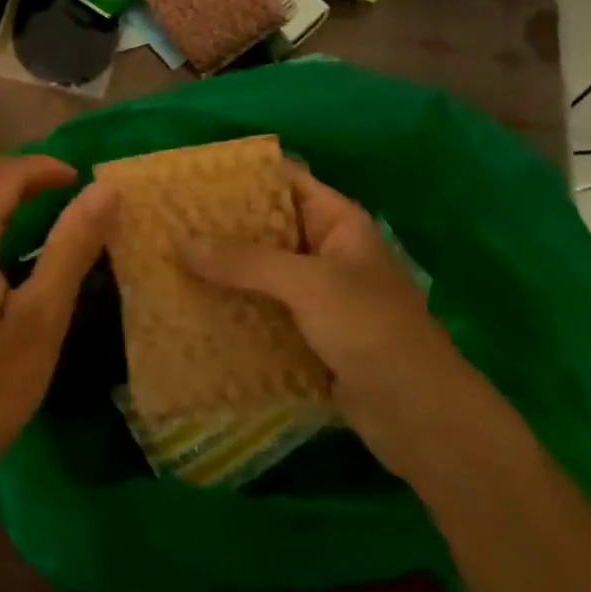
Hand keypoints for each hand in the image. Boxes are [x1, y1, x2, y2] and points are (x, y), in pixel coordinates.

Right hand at [179, 163, 473, 462]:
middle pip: (268, 226)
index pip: (286, 180)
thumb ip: (245, 261)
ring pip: (262, 271)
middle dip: (223, 226)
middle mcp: (327, 251)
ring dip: (224, 270)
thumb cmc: (371, 329)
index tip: (194, 177)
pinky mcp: (309, 334)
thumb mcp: (307, 284)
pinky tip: (194, 306)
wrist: (421, 416)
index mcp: (339, 223)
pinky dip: (235, 307)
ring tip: (170, 259)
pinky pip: (264, 310)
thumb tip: (181, 242)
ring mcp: (319, 295)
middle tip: (170, 221)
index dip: (244, 175)